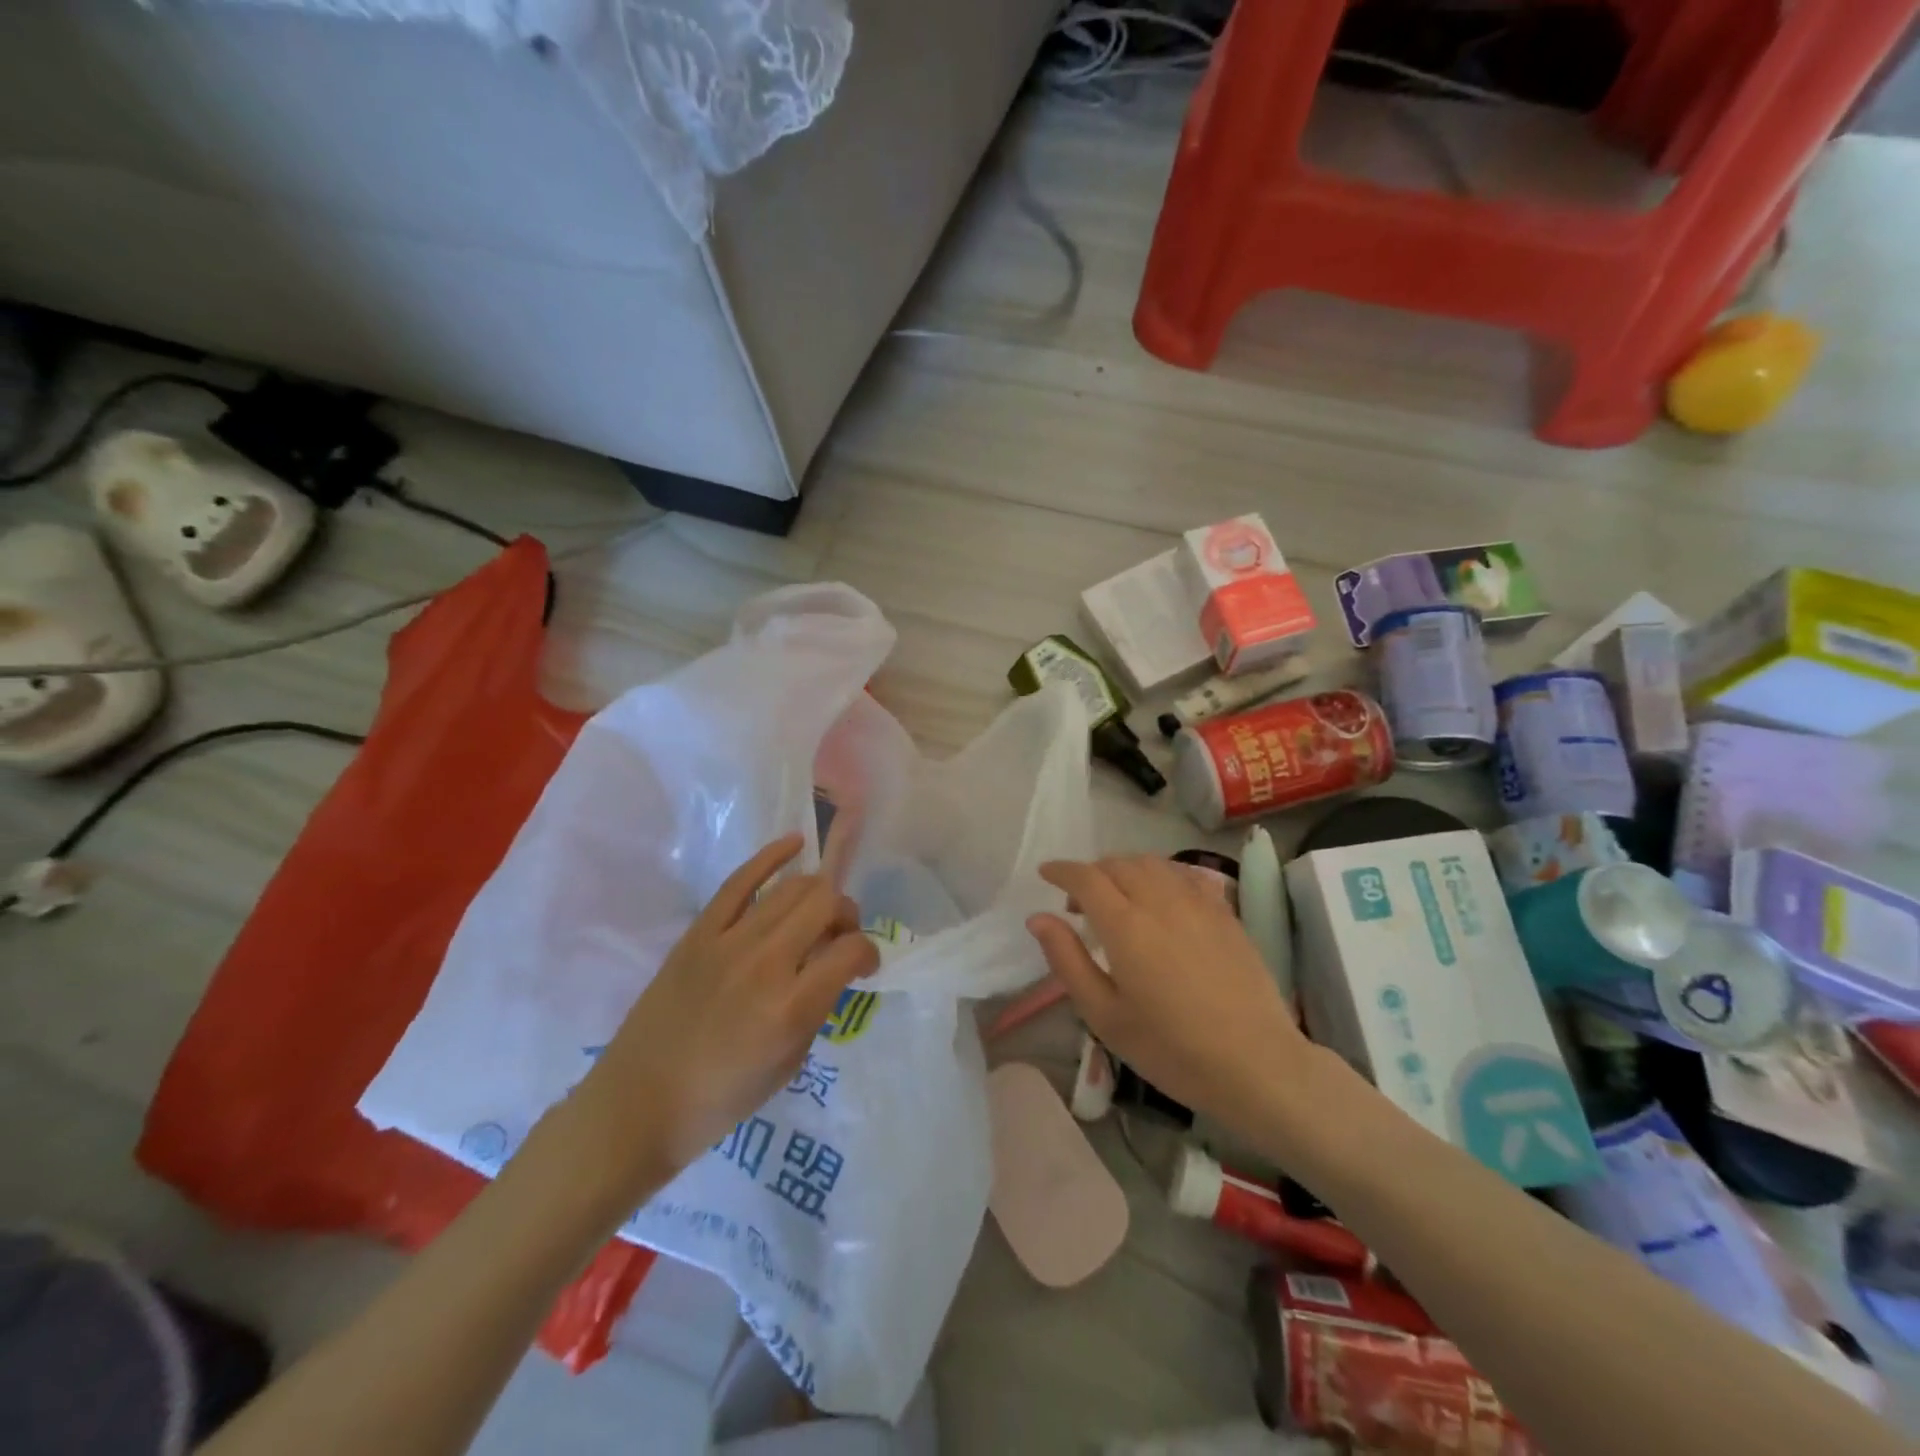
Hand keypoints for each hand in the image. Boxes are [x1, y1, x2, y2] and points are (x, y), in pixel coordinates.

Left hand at [575, 831, 877, 1192]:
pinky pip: (740, 881)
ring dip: (818, 893)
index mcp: (792, 1007)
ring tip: (817, 911)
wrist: (638, 1103)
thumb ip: (817, 1007)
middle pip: (826, 904)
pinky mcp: (699, 932)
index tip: (862, 966)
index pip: (852, 949)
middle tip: (839, 936)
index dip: (868, 952)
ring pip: (792, 888)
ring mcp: (729, 942)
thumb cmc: (721, 1098)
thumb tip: (830, 967)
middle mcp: (766, 963)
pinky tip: (795, 844)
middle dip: (846, 914)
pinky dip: (772, 856)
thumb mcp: (790, 1063)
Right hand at [1026, 855, 1321, 1134]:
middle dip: (1092, 873)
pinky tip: (1160, 900)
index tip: (1046, 874)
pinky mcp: (1225, 913)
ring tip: (1118, 898)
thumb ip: (1068, 960)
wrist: (1256, 1064)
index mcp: (1126, 925)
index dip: (1062, 871)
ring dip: (1125, 869)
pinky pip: (1185, 875)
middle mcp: (1160, 901)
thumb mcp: (1105, 1015)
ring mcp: (1198, 903)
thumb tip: (1037, 917)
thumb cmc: (1171, 1048)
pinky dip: (1160, 875)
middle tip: (1079, 903)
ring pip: (1153, 864)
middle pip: (1118, 864)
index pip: (1086, 877)